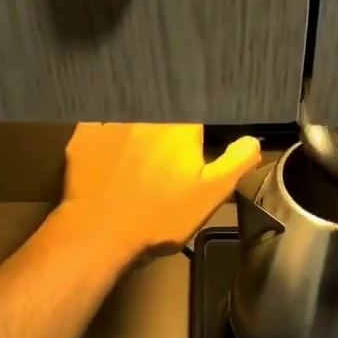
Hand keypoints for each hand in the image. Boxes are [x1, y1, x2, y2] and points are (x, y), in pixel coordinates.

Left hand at [58, 123, 261, 261]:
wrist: (100, 232)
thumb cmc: (161, 215)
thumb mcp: (211, 193)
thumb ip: (237, 161)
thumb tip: (253, 140)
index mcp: (180, 124)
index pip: (195, 105)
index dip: (196, 122)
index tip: (195, 137)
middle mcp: (146, 113)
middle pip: (162, 105)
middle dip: (167, 118)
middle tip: (167, 149)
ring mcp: (111, 121)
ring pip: (130, 109)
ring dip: (138, 120)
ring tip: (140, 147)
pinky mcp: (84, 134)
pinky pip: (100, 121)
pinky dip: (107, 129)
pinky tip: (110, 146)